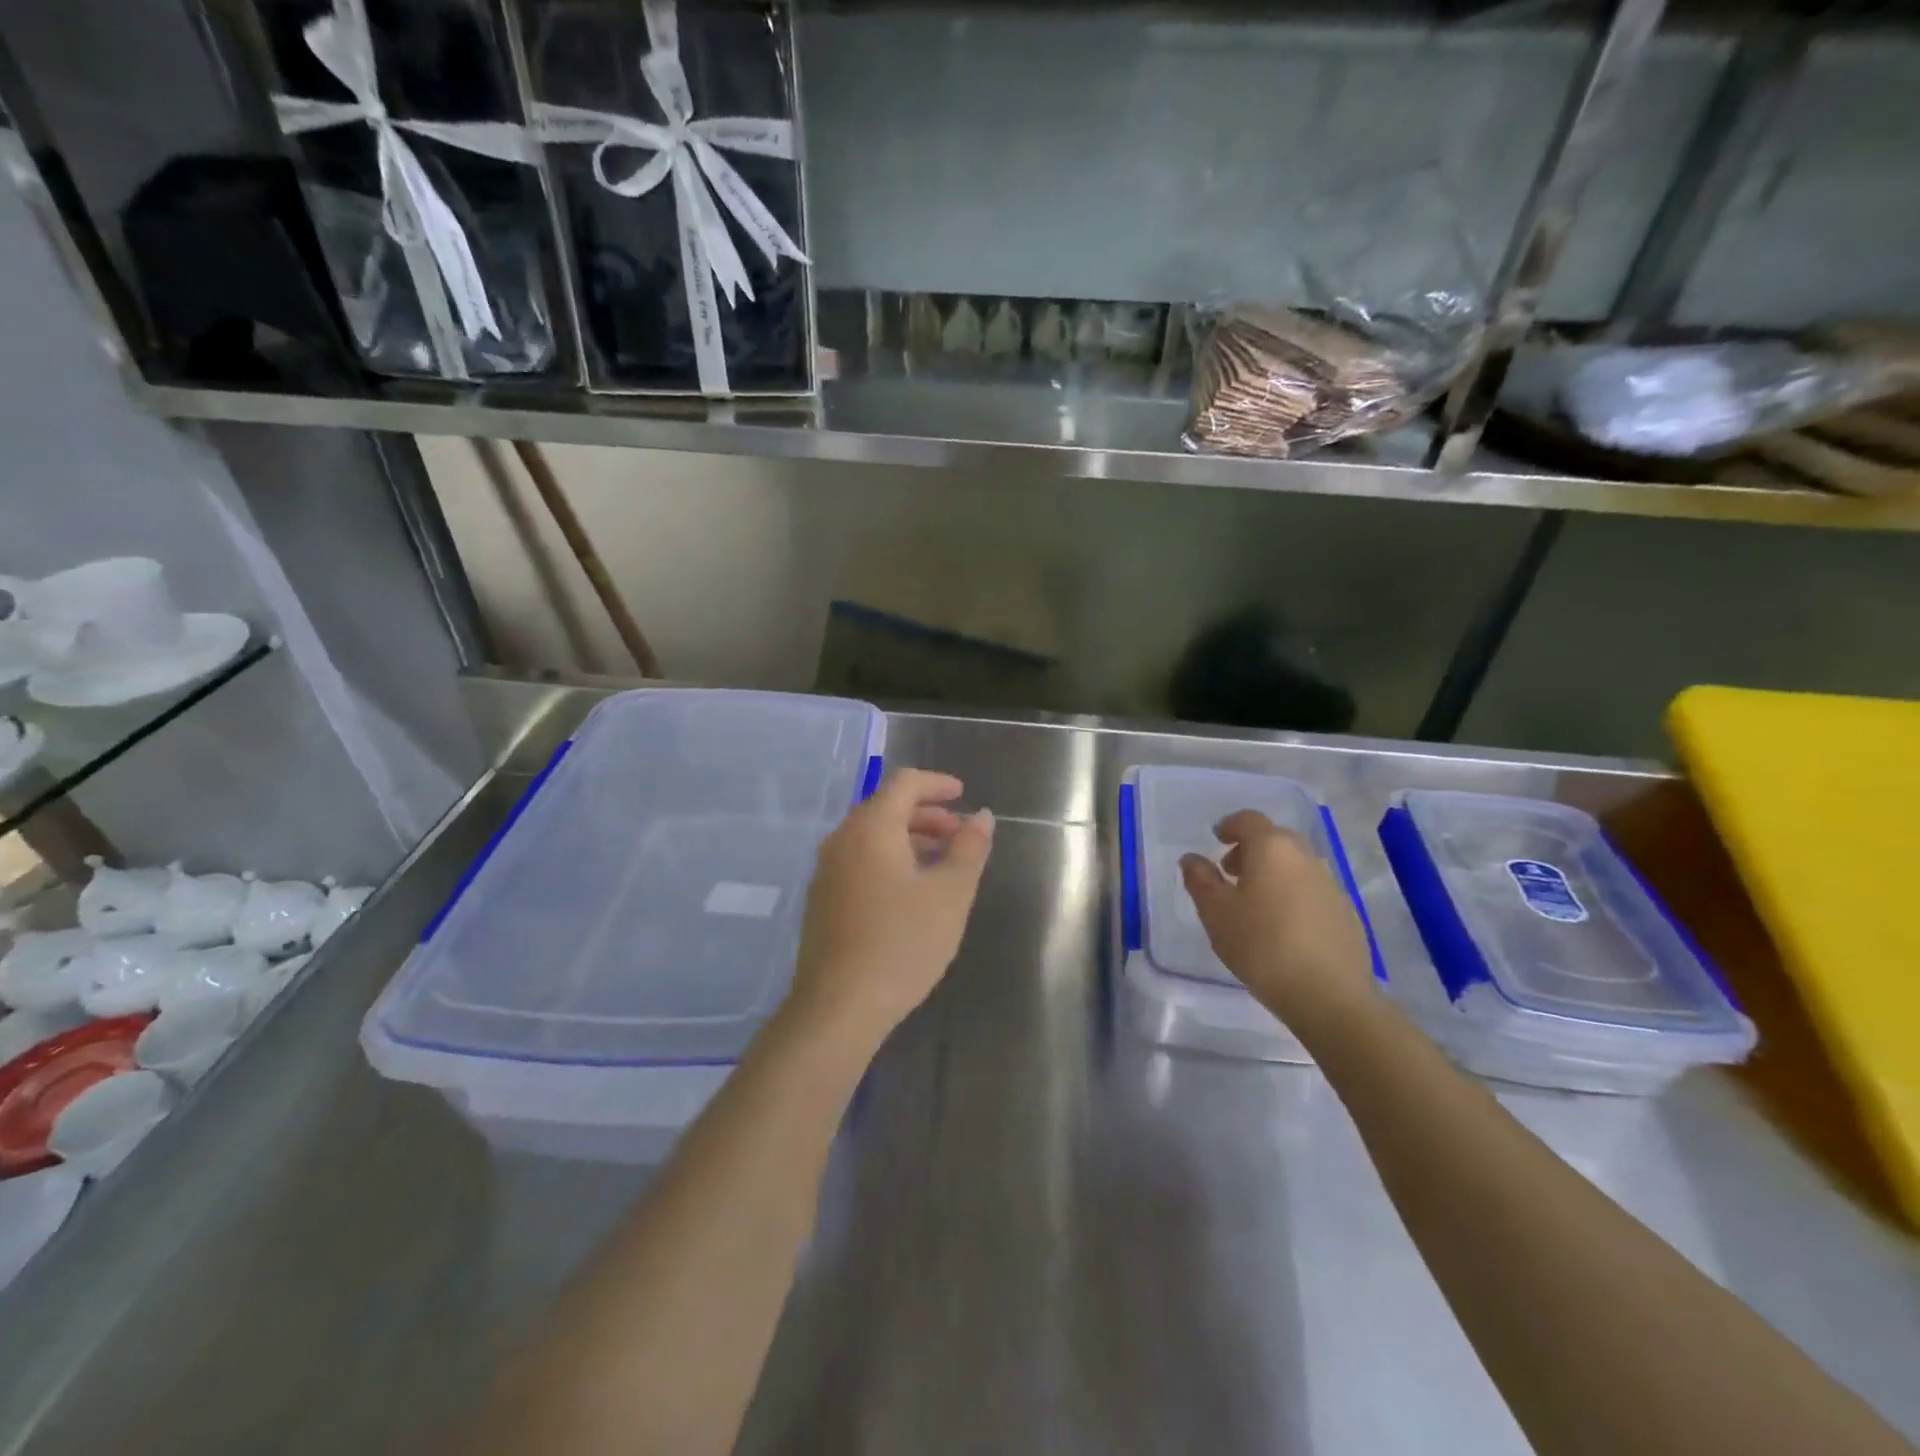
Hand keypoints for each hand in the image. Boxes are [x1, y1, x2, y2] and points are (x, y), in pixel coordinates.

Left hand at [786, 768, 994, 1049]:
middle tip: (958, 834)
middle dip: (926, 813)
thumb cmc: (902, 943)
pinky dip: (889, 858)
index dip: (937, 783)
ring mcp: (827, 870)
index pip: (904, 783)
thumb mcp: (950, 894)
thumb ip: (969, 848)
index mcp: (871, 827)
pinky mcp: (822, 898)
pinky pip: (859, 859)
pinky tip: (910, 890)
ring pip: (871, 835)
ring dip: (908, 837)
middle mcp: (842, 839)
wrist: (838, 1006)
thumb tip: (981, 816)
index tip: (963, 795)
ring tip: (941, 863)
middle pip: (885, 806)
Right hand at [1180, 810, 1374, 1034]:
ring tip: (1253, 903)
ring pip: (1294, 864)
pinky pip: (1310, 888)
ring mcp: (1330, 883)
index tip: (1217, 839)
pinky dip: (1291, 893)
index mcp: (1271, 848)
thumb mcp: (1216, 913)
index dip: (1229, 825)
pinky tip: (1281, 925)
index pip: (1248, 820)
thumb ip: (1200, 880)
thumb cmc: (1261, 946)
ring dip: (1272, 872)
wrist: (1329, 995)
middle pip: (1274, 839)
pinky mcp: (1345, 911)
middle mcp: (1304, 856)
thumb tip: (1192, 859)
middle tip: (1230, 873)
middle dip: (1250, 849)